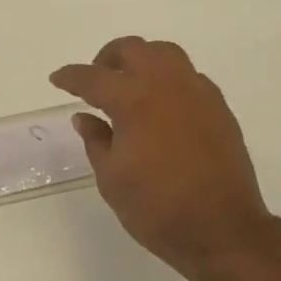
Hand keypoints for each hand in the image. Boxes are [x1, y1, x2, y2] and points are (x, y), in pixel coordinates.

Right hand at [50, 37, 280, 280]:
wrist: (223, 230)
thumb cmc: (158, 208)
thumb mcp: (112, 180)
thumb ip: (96, 140)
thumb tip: (84, 117)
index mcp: (134, 101)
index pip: (93, 78)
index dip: (71, 77)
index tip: (57, 79)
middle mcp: (167, 85)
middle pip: (133, 49)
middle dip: (107, 58)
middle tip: (96, 79)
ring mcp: (198, 92)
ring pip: (165, 53)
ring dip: (142, 59)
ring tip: (130, 84)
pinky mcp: (218, 107)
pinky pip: (188, 75)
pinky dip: (168, 78)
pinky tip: (162, 104)